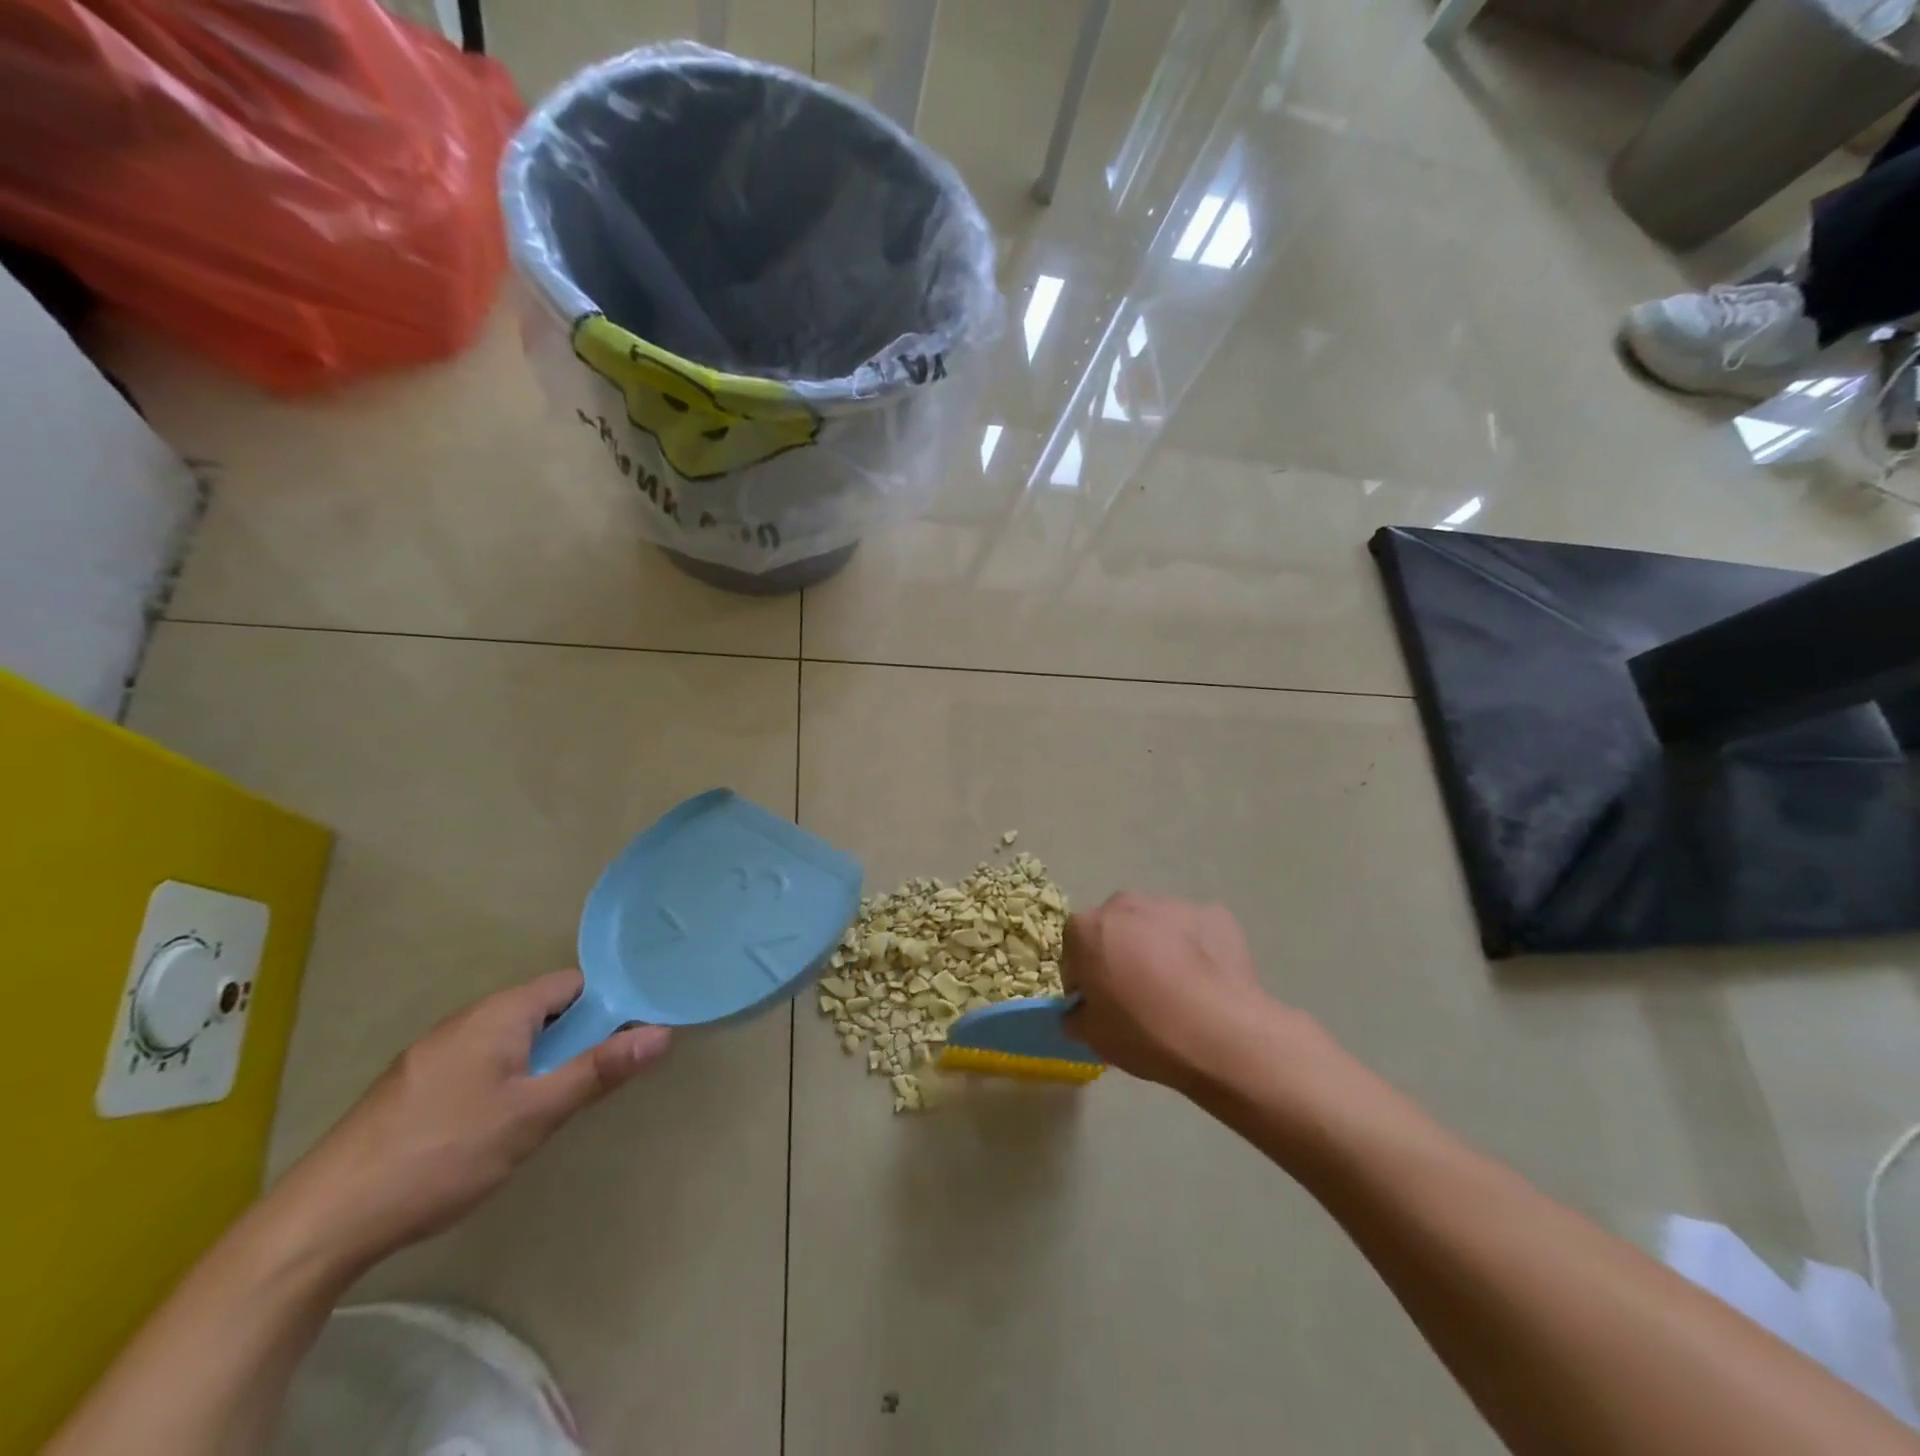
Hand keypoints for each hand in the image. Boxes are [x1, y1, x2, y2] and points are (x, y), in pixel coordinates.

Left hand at [271, 970, 669, 1267]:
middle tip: (599, 1077)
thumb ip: (598, 1071)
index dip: (609, 1002)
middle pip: (542, 1009)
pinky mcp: (414, 1086)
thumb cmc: (442, 1155)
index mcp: (499, 1013)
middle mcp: (467, 1020)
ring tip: (556, 1104)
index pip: (572, 983)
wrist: (322, 1223)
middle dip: (577, 1035)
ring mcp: (435, 1053)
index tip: (634, 1034)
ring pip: (511, 1038)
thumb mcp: (534, 1115)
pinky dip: (508, 1076)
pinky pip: (481, 1061)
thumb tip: (662, 1033)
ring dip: (542, 1059)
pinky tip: (501, 1123)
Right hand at [1061, 893, 1317, 1092]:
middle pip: (1115, 928)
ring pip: (1155, 925)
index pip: (1074, 950)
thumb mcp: (1093, 1037)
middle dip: (1120, 953)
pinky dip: (1196, 948)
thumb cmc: (1145, 1032)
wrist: (1223, 1034)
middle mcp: (1125, 904)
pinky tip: (1206, 981)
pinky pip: (1194, 930)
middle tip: (1137, 994)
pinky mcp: (1214, 914)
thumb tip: (1080, 1010)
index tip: (1099, 1004)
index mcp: (1088, 928)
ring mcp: (1172, 904)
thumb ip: (1076, 1015)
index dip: (1084, 978)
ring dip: (1157, 947)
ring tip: (1177, 988)